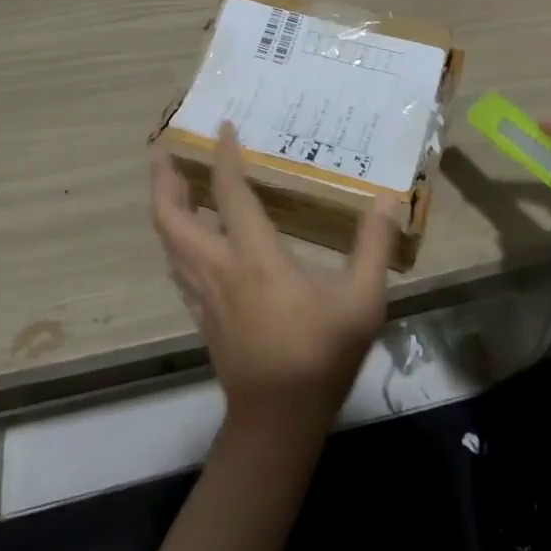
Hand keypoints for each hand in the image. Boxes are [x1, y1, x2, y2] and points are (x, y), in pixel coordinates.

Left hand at [151, 122, 400, 434]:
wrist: (277, 423)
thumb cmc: (318, 356)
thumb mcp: (361, 301)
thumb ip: (373, 247)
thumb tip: (386, 199)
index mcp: (253, 257)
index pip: (229, 193)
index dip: (223, 157)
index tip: (223, 127)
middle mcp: (219, 268)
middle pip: (172, 218)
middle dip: (163, 181)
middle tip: (165, 152)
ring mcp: (204, 295)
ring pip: (168, 244)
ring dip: (165, 209)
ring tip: (172, 185)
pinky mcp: (202, 316)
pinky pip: (177, 267)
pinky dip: (175, 241)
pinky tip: (188, 240)